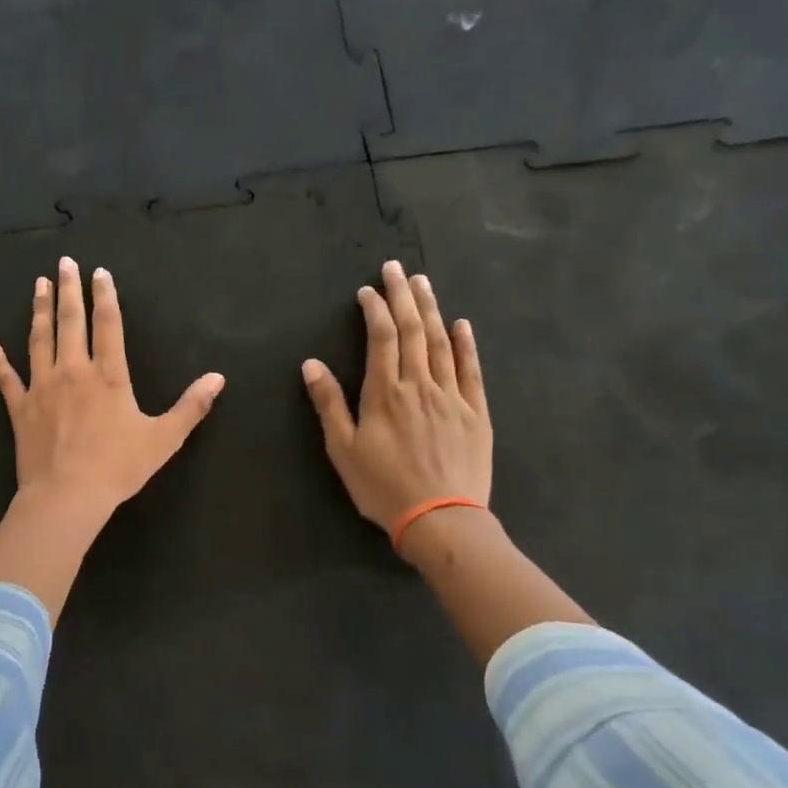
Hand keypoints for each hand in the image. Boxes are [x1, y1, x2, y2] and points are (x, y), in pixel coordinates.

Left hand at [0, 257, 225, 522]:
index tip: (100, 273)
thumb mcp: (164, 439)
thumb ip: (191, 407)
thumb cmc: (118, 467)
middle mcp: (73, 371)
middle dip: (69, 290)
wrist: (67, 496)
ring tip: (39, 285)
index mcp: (109, 376)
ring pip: (39, 340)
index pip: (108, 325)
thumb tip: (218, 378)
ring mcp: (42, 387)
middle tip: (65, 263)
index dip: (105, 296)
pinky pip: (5, 378)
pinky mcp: (20, 408)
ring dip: (40, 310)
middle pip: (71, 322)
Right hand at [302, 260, 491, 532]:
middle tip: (397, 268)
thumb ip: (329, 403)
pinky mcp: (476, 412)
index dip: (374, 310)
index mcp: (385, 392)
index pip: (380, 338)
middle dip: (402, 296)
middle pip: (413, 330)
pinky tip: (462, 324)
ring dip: (432, 310)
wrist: (441, 519)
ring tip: (423, 284)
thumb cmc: (383, 487)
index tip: (368, 291)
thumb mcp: (343, 450)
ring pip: (442, 342)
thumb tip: (311, 364)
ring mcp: (452, 396)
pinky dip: (466, 344)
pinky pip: (471, 370)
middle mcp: (420, 384)